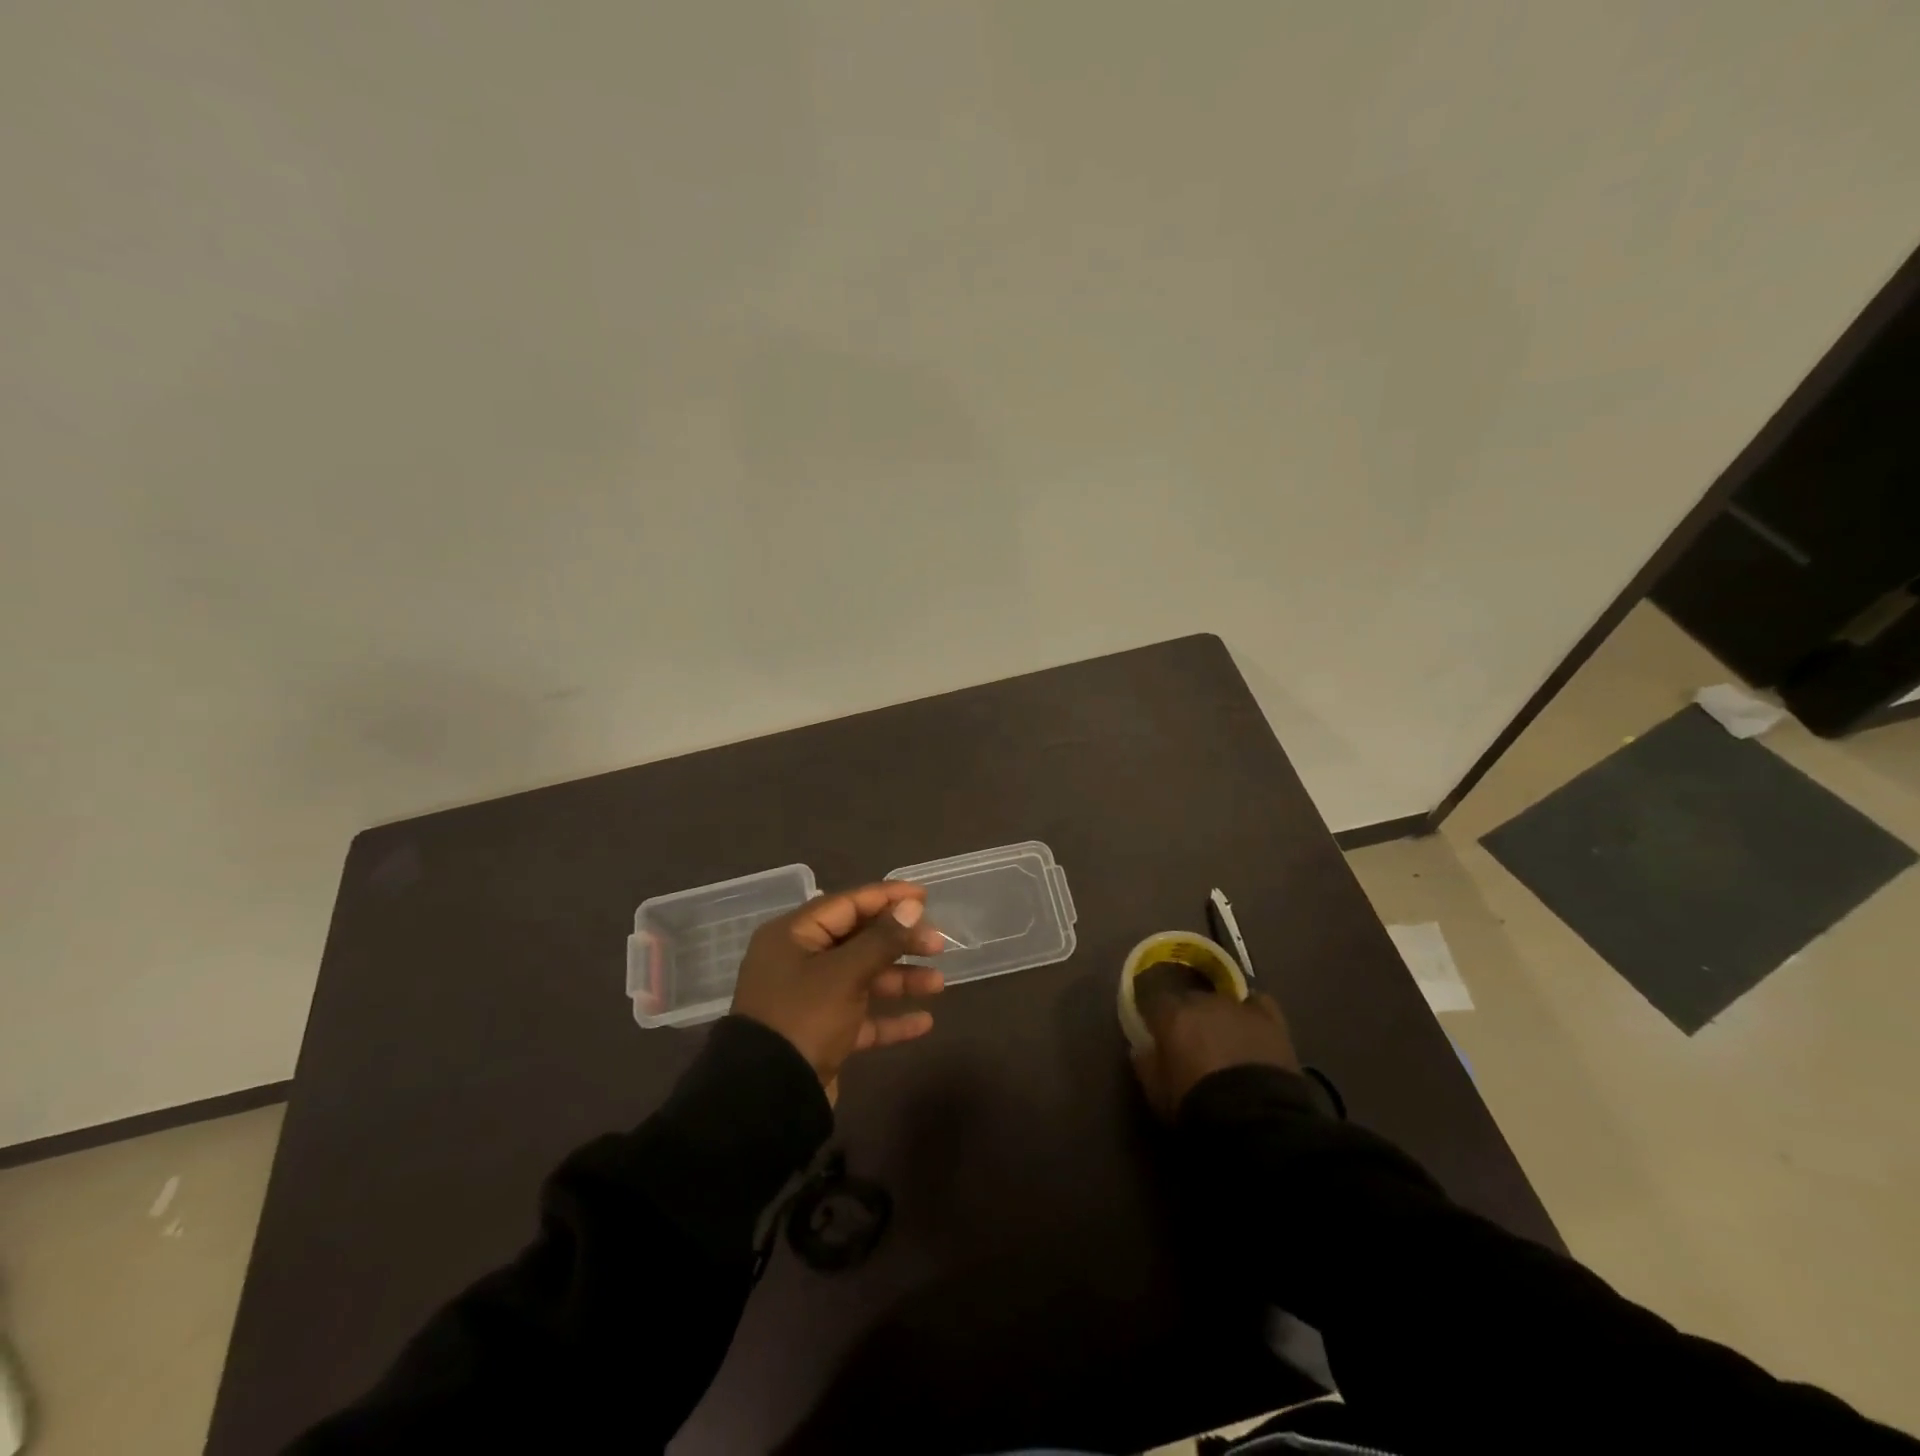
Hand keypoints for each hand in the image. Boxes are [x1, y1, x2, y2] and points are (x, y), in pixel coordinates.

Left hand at [732, 881, 945, 1101]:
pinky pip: (860, 1017)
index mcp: (794, 935)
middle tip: (938, 945)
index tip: (924, 896)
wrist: (767, 1098)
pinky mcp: (821, 1033)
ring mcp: (810, 998)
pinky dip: (889, 1018)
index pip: (848, 904)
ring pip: (863, 978)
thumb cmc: (804, 1018)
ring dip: (900, 980)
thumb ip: (882, 939)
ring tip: (938, 983)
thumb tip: (912, 905)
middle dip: (900, 942)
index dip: (887, 898)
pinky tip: (924, 1023)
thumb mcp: (846, 973)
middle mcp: (800, 960)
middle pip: (858, 940)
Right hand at [1130, 962, 1298, 1117]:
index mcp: (1171, 1015)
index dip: (1154, 1015)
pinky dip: (1252, 1012)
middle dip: (1188, 1016)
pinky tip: (1251, 1027)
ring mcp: (1239, 1007)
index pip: (1153, 1000)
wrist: (1257, 1118)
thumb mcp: (1156, 1092)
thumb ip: (1145, 1063)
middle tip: (1191, 1042)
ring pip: (1222, 1002)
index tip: (1154, 1030)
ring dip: (1219, 1017)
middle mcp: (1203, 1001)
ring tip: (1224, 1040)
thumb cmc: (1197, 1104)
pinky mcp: (1270, 1018)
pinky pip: (1258, 1004)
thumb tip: (1142, 1047)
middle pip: (1189, 999)